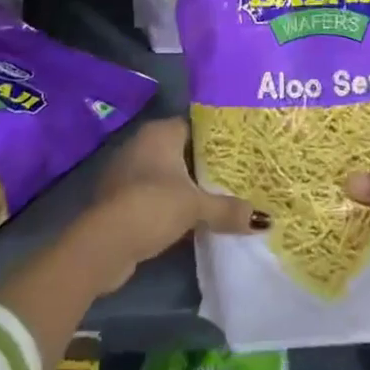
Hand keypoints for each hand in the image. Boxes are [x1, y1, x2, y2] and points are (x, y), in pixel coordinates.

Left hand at [87, 117, 265, 288]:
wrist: (104, 244)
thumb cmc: (152, 206)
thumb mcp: (196, 207)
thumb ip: (228, 209)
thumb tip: (266, 220)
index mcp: (160, 132)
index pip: (195, 125)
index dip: (216, 138)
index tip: (239, 150)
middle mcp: (142, 144)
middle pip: (181, 151)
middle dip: (204, 165)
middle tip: (235, 176)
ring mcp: (128, 172)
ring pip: (167, 175)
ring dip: (186, 187)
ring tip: (218, 198)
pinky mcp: (120, 199)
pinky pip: (154, 195)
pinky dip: (169, 204)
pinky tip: (190, 219)